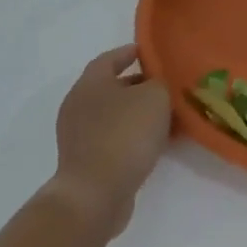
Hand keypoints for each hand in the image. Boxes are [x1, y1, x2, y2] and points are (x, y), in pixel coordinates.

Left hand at [46, 45, 171, 238]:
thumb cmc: (124, 134)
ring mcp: (79, 136)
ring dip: (139, 115)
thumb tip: (157, 87)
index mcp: (90, 82)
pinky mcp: (86, 162)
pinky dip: (133, 137)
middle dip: (140, 86)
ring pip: (115, 116)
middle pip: (113, 87)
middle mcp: (79, 105)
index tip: (149, 52)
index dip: (130, 52)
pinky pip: (114, 140)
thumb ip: (160, 84)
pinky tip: (156, 144)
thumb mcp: (155, 97)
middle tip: (167, 87)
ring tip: (168, 118)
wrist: (95, 194)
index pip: (110, 58)